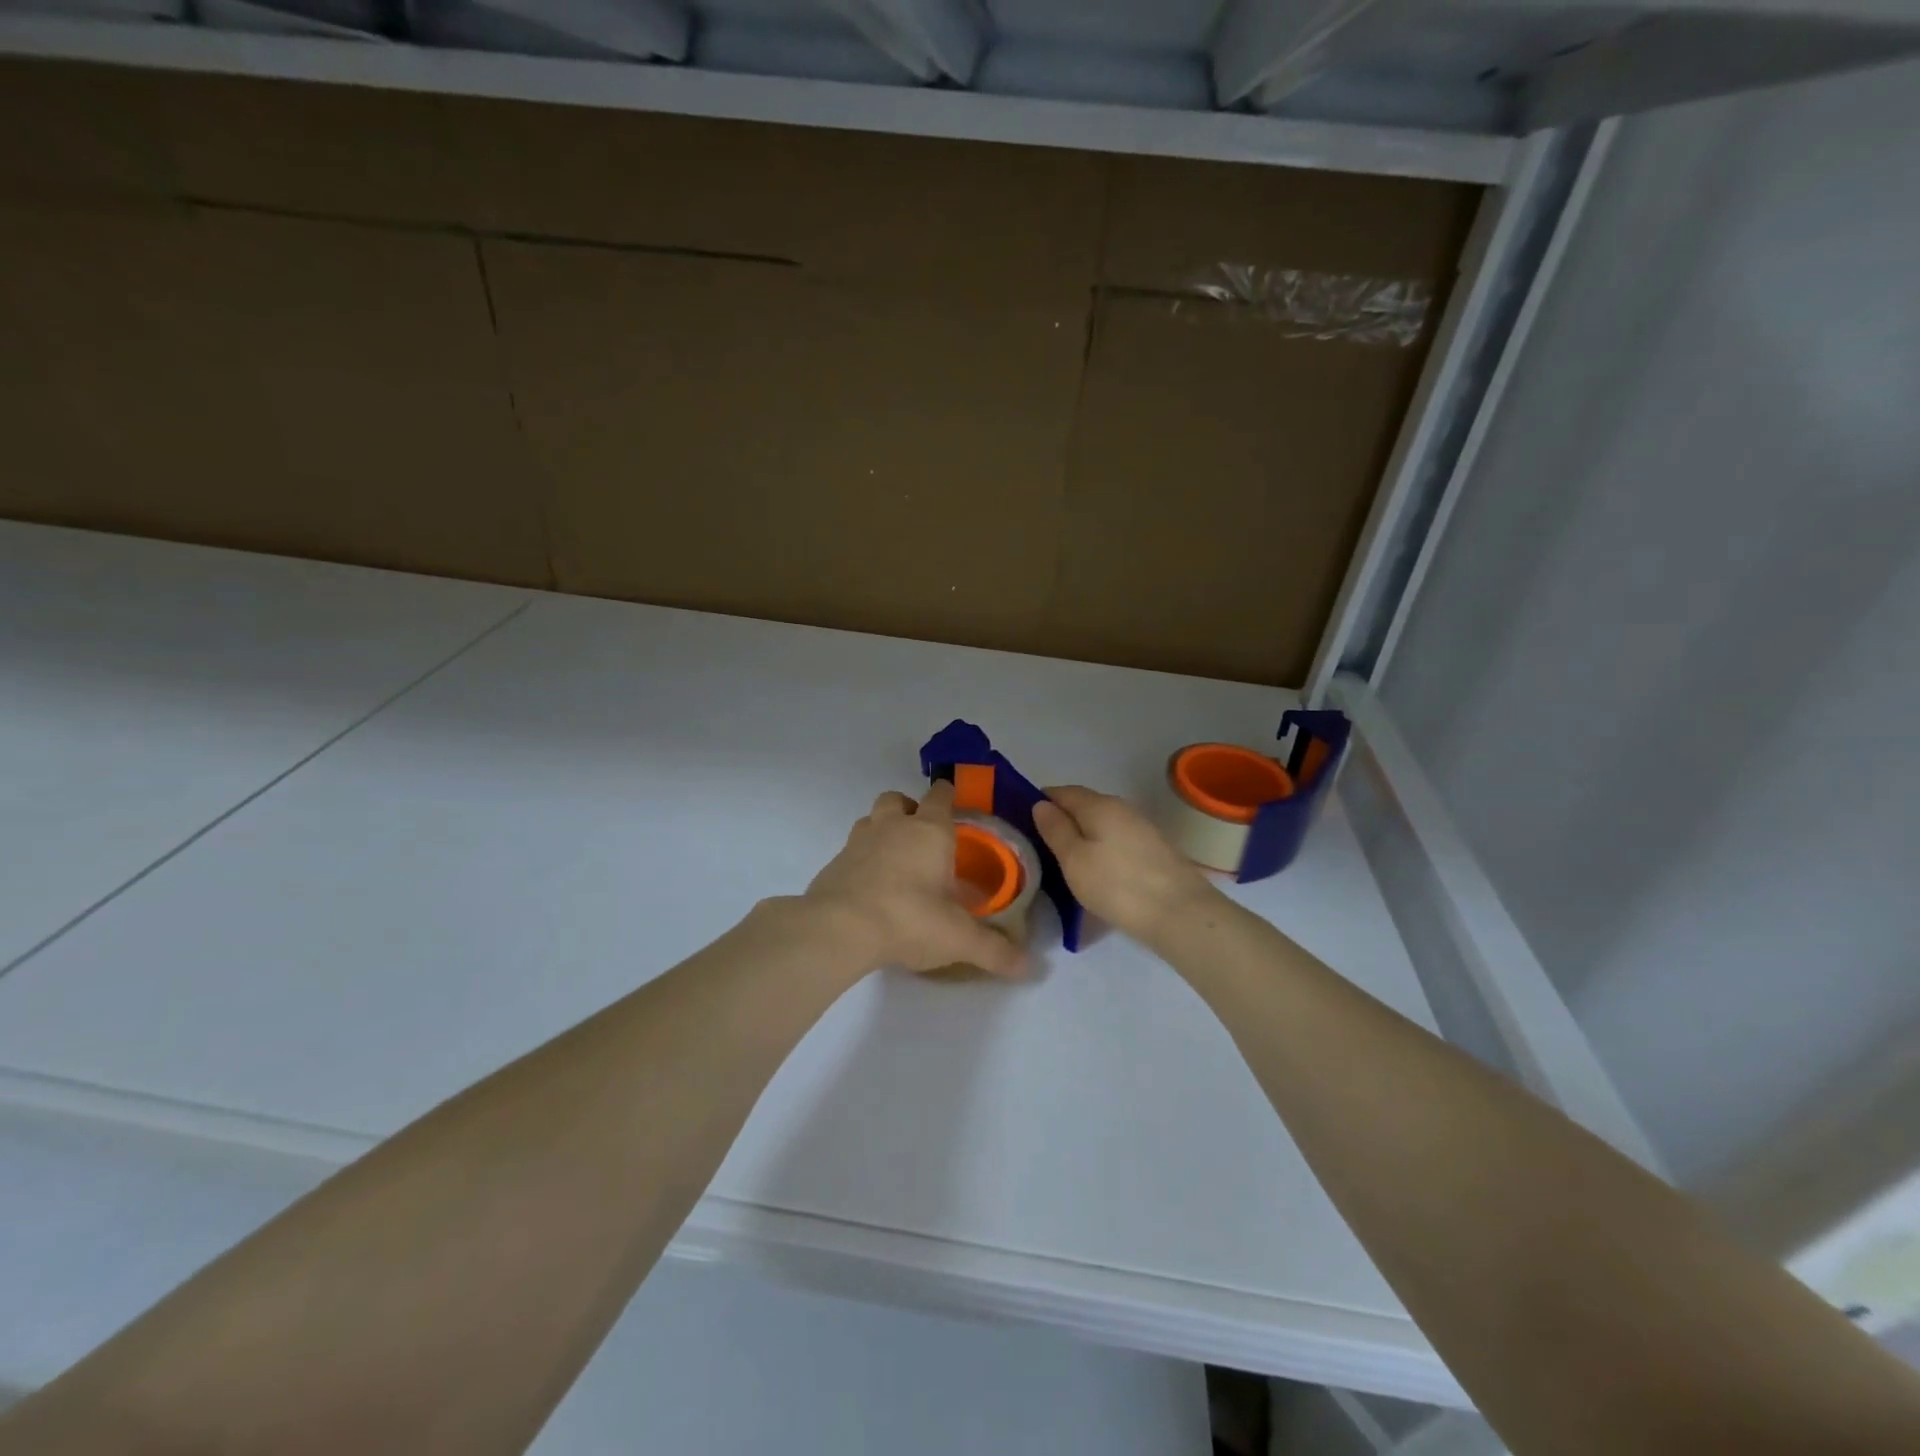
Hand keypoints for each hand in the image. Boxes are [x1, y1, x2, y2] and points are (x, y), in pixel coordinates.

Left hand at [804, 780, 1025, 978]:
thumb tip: (1028, 967)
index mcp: (929, 831)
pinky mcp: (834, 863)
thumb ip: (994, 950)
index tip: (954, 802)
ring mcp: (859, 841)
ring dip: (882, 829)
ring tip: (895, 858)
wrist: (839, 929)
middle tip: (922, 835)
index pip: (940, 796)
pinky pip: (851, 850)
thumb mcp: (959, 939)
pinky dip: (861, 859)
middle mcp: (893, 826)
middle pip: (898, 799)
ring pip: (871, 819)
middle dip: (910, 808)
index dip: (948, 795)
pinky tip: (870, 887)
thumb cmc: (909, 919)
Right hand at [1032, 785, 1217, 943]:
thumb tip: (1041, 804)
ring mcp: (1141, 827)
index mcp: (1098, 804)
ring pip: (1101, 824)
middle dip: (1062, 820)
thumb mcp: (1074, 859)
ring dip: (1082, 836)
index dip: (1040, 802)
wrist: (1180, 913)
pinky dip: (1101, 848)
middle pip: (1083, 805)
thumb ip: (1055, 829)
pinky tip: (1096, 869)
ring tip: (1065, 861)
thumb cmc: (1117, 885)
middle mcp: (1121, 807)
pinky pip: (1116, 839)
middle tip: (1040, 846)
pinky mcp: (1153, 849)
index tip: (1023, 822)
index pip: (1061, 791)